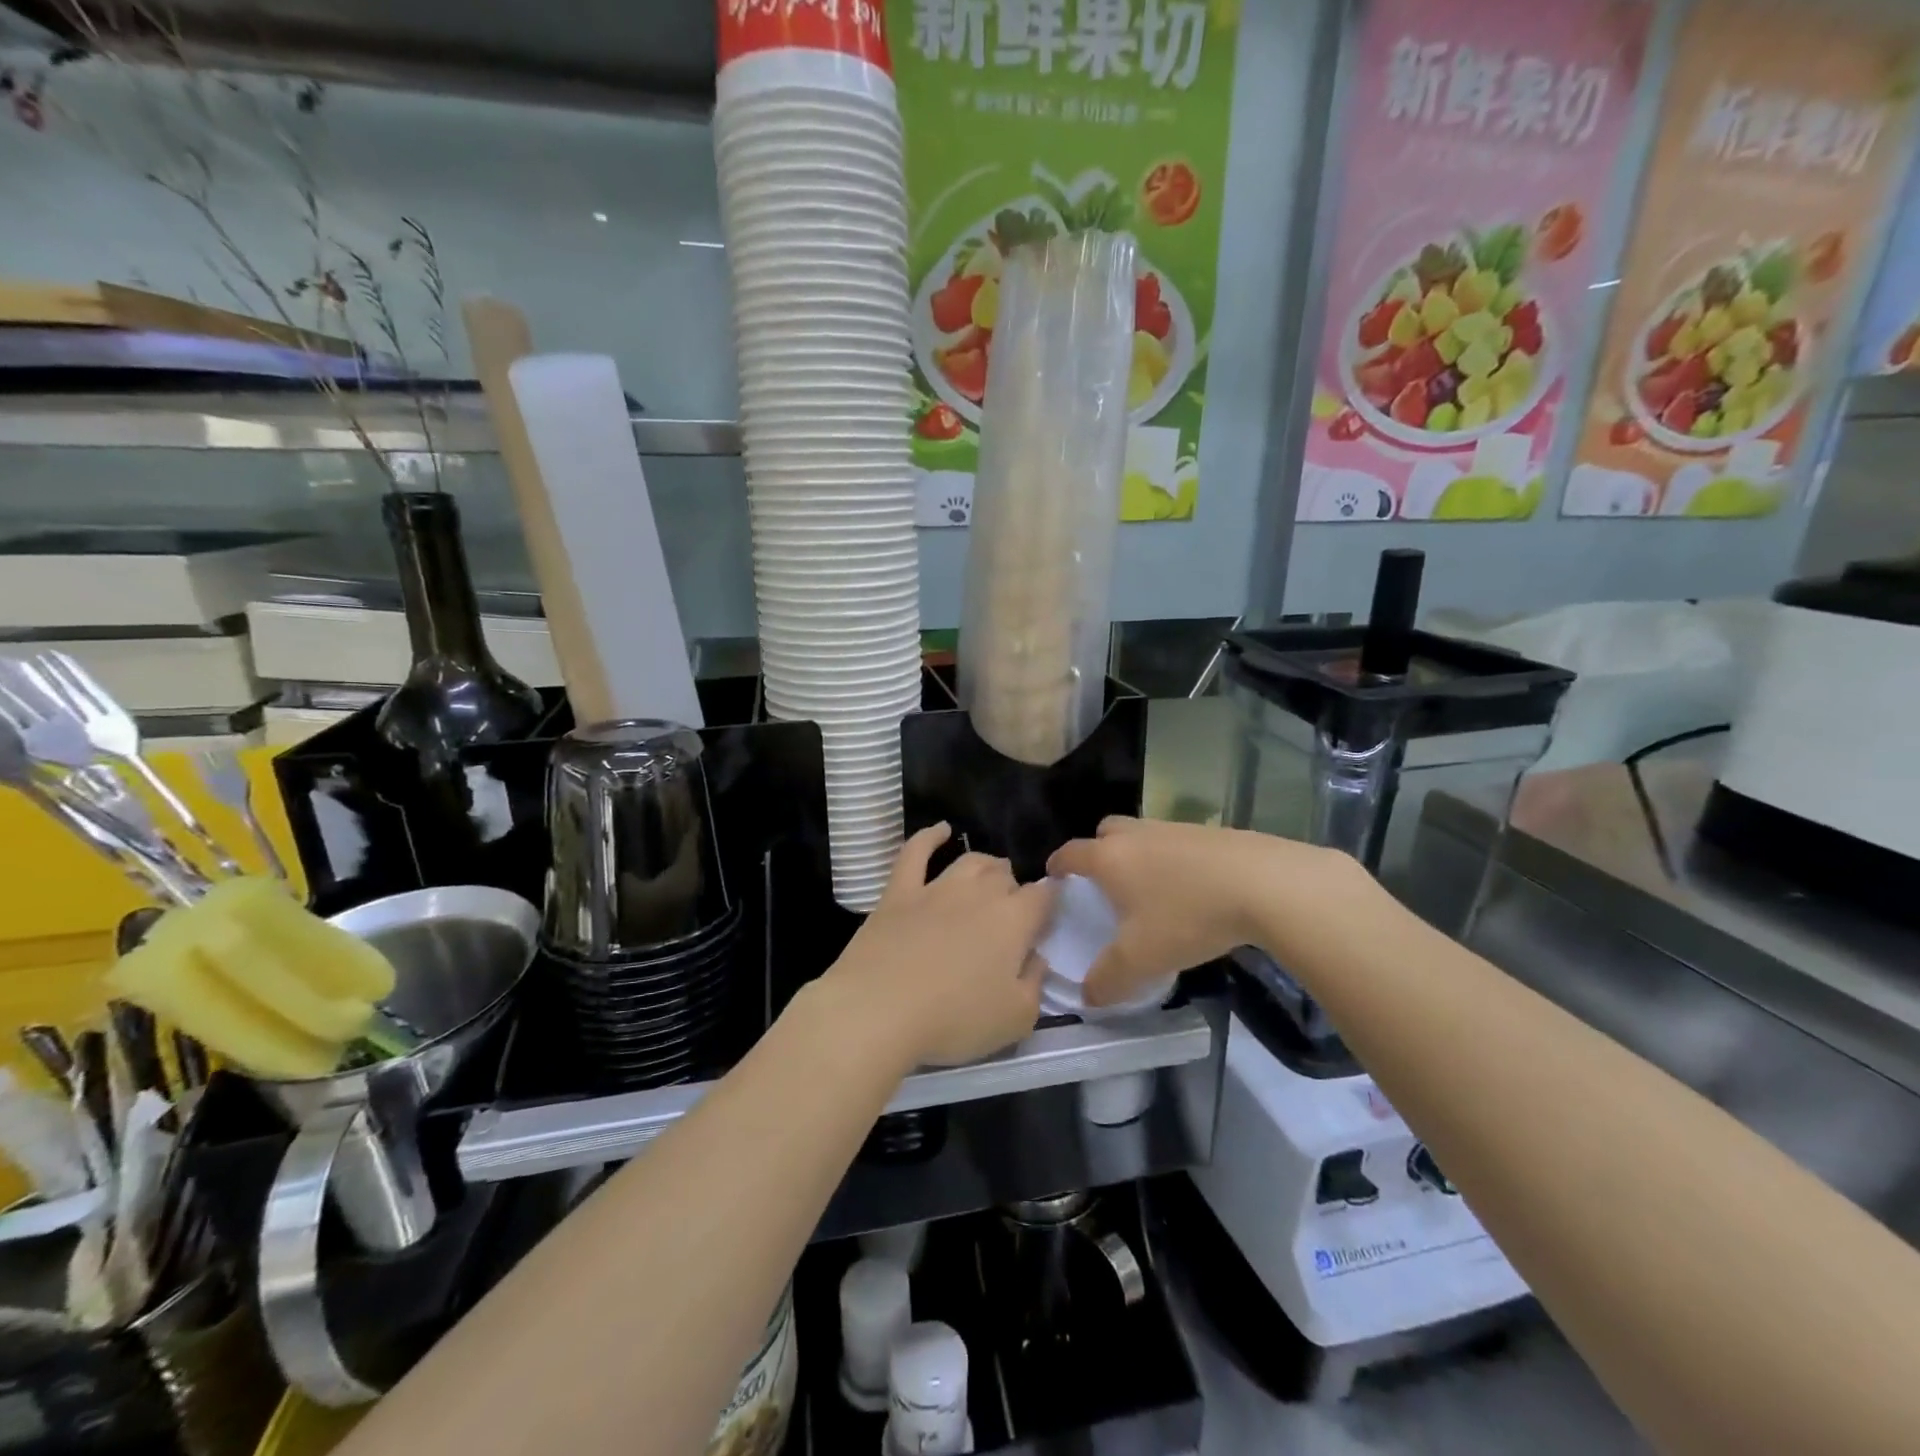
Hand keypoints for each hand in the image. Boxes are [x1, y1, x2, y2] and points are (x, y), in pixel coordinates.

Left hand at [820, 825, 1052, 1068]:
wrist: (878, 1009)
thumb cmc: (954, 1020)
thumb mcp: (1016, 1019)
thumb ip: (1035, 984)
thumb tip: (1036, 958)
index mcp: (1013, 920)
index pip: (1043, 896)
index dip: (1049, 905)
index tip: (1045, 921)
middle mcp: (979, 893)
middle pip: (1006, 876)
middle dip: (1014, 889)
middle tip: (1010, 913)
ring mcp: (936, 888)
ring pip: (970, 861)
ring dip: (986, 865)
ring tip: (990, 875)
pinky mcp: (898, 892)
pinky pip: (916, 852)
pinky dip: (930, 837)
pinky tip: (940, 830)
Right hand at [1047, 818, 1362, 1007]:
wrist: (1265, 884)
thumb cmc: (1188, 916)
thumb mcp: (1143, 959)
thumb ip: (1108, 980)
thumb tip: (1087, 996)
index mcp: (1110, 858)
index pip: (1071, 853)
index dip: (1057, 865)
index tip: (1053, 877)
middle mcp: (1137, 834)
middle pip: (1105, 831)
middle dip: (1097, 850)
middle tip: (1103, 882)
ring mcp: (1174, 828)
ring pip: (1142, 834)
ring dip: (1137, 855)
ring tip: (1149, 889)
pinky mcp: (1209, 832)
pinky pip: (1175, 842)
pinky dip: (1172, 859)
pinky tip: (1190, 887)